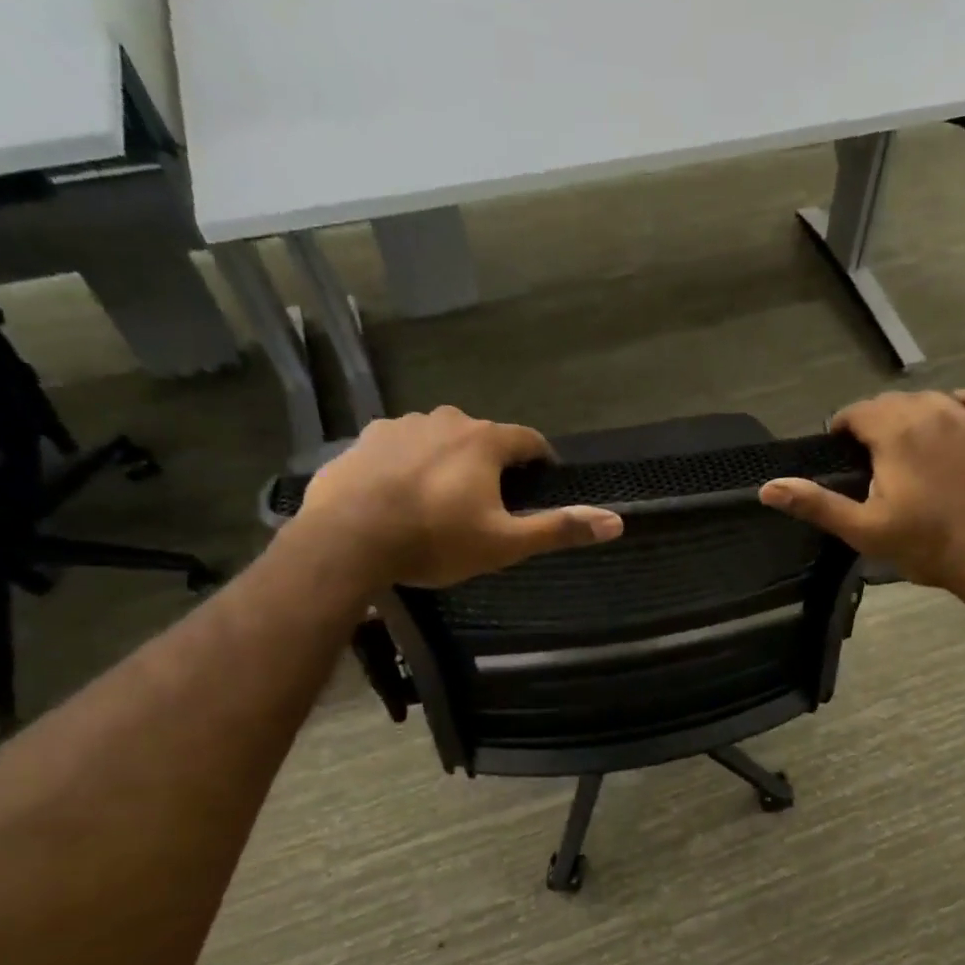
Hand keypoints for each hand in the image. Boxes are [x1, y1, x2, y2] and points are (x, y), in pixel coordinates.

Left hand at [292, 408, 622, 587]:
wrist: (347, 540)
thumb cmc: (435, 540)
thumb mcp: (505, 543)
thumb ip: (559, 529)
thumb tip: (617, 521)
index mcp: (484, 441)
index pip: (528, 439)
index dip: (541, 459)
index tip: (543, 479)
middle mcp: (444, 420)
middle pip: (482, 437)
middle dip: (492, 462)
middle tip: (491, 501)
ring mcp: (400, 426)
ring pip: (438, 439)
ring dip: (449, 460)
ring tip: (443, 500)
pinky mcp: (364, 440)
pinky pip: (399, 448)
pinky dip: (409, 465)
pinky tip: (401, 495)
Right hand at [759, 390, 964, 591]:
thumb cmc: (923, 544)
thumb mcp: (862, 529)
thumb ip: (815, 504)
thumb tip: (767, 487)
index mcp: (894, 432)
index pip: (858, 411)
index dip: (843, 428)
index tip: (841, 452)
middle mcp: (930, 411)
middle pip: (891, 402)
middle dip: (874, 423)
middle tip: (870, 458)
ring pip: (928, 399)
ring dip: (910, 415)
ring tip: (906, 446)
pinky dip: (954, 405)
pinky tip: (949, 424)